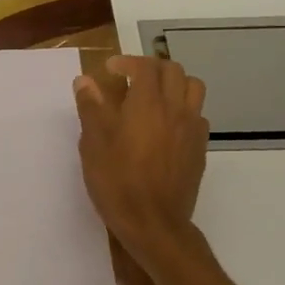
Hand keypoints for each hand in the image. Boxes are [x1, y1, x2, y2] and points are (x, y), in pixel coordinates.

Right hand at [73, 54, 208, 256]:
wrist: (154, 222)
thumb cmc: (117, 181)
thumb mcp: (94, 144)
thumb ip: (91, 108)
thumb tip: (84, 81)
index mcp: (148, 104)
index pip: (145, 67)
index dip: (127, 62)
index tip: (110, 70)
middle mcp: (175, 109)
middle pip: (174, 71)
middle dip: (151, 67)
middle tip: (131, 79)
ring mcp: (193, 129)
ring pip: (193, 89)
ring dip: (174, 84)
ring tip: (154, 96)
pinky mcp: (200, 149)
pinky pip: (197, 115)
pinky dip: (183, 109)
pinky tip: (166, 126)